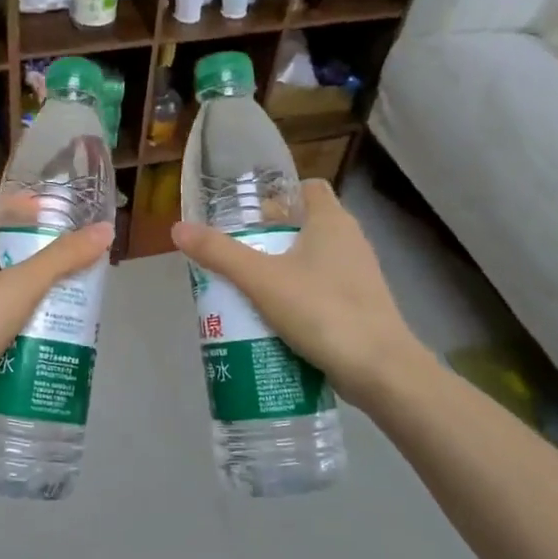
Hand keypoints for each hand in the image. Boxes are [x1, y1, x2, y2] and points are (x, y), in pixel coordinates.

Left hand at [0, 208, 113, 442]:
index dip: (31, 213)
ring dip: (39, 304)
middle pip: (9, 260)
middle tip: (83, 270)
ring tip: (77, 308)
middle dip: (46, 265)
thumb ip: (63, 258)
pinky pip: (2, 334)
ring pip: (8, 300)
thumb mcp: (20, 286)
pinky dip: (25, 337)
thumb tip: (105, 230)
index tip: (66, 220)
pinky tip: (53, 344)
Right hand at [172, 179, 430, 410]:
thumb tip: (177, 229)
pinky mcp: (360, 308)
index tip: (247, 215)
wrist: (380, 370)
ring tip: (244, 290)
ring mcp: (358, 277)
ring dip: (281, 273)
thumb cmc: (322, 311)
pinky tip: (272, 321)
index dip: (277, 195)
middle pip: (303, 227)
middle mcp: (350, 241)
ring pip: (311, 263)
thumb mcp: (261, 280)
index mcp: (332, 221)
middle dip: (268, 239)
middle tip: (233, 256)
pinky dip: (298, 300)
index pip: (307, 188)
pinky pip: (321, 293)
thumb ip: (219, 254)